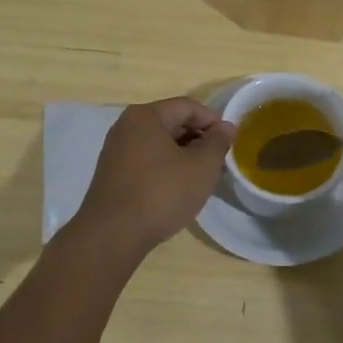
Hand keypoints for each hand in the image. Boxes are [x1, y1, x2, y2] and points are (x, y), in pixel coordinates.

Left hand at [74, 98, 235, 256]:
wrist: (112, 236)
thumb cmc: (161, 193)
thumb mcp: (201, 166)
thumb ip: (218, 142)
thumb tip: (226, 127)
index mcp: (145, 116)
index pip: (188, 107)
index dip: (213, 122)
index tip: (230, 143)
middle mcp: (126, 126)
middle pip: (172, 123)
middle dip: (199, 140)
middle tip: (218, 163)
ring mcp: (116, 151)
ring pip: (160, 144)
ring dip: (184, 156)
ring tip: (201, 179)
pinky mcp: (112, 174)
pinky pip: (146, 161)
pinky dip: (166, 169)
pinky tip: (178, 190)